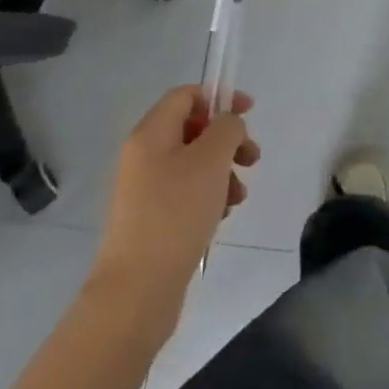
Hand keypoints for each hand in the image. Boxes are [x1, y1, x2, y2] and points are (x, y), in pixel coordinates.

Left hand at [90, 85, 259, 340]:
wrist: (137, 292)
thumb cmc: (176, 213)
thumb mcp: (211, 159)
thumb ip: (227, 128)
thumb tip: (227, 124)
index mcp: (150, 134)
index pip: (185, 96)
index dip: (219, 97)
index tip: (249, 112)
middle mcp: (142, 156)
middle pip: (192, 130)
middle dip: (226, 141)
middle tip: (252, 158)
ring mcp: (144, 190)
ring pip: (193, 164)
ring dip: (222, 171)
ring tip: (239, 196)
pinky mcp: (151, 220)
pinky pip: (185, 193)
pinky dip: (209, 196)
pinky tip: (223, 216)